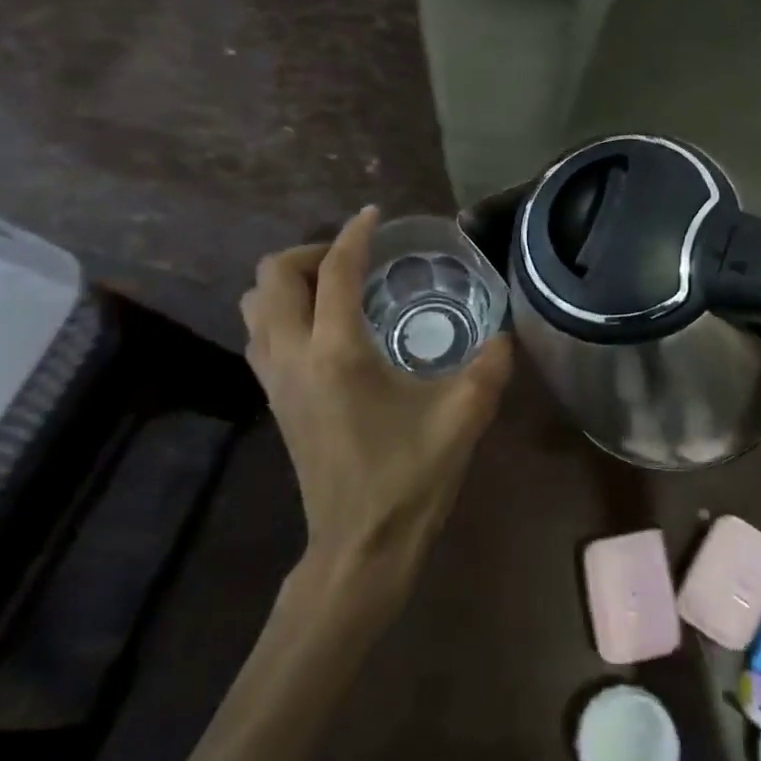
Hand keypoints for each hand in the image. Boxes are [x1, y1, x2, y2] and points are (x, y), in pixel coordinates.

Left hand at [240, 207, 513, 601]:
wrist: (361, 544)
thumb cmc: (411, 476)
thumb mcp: (464, 414)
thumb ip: (491, 364)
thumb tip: (506, 332)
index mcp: (338, 352)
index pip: (334, 271)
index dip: (354, 235)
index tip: (375, 216)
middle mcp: (294, 356)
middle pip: (272, 277)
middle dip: (311, 253)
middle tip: (355, 259)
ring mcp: (276, 380)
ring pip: (255, 305)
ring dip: (288, 282)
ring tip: (334, 287)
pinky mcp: (274, 401)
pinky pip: (260, 335)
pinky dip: (282, 313)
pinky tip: (323, 328)